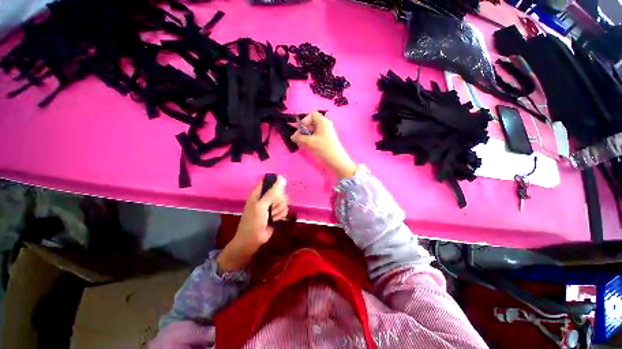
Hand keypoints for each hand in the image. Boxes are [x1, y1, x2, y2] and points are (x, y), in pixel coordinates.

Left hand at [217, 175, 287, 271]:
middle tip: (271, 207)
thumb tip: (281, 178)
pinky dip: (280, 215)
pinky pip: (285, 210)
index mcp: (258, 192)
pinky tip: (274, 220)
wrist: (252, 240)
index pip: (269, 181)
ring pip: (284, 201)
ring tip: (270, 216)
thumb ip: (272, 192)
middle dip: (278, 201)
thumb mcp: (261, 206)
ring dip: (278, 210)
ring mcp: (272, 206)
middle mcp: (266, 197)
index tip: (278, 191)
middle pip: (280, 192)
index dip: (275, 183)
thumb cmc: (253, 221)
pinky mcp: (277, 213)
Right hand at [291, 111, 357, 178]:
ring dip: (307, 136)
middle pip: (312, 123)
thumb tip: (292, 136)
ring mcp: (327, 132)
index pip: (312, 114)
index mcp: (323, 121)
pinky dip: (312, 139)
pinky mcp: (327, 139)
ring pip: (314, 130)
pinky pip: (317, 136)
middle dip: (304, 130)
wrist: (337, 160)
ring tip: (303, 144)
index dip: (305, 120)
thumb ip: (299, 138)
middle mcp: (326, 124)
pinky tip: (309, 147)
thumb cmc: (323, 148)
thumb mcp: (309, 142)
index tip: (301, 130)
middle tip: (300, 139)